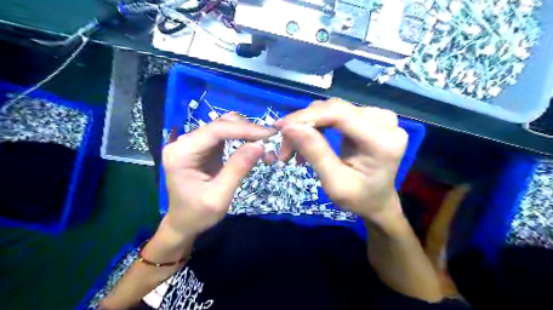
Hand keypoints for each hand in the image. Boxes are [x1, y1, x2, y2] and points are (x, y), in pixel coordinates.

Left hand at [163, 114, 275, 236]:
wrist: (183, 223)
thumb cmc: (198, 214)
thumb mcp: (219, 197)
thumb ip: (238, 169)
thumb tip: (260, 145)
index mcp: (181, 153)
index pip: (215, 130)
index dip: (244, 129)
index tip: (268, 134)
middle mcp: (184, 142)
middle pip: (220, 124)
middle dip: (247, 130)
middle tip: (270, 141)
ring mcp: (192, 143)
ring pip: (224, 126)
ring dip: (246, 132)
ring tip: (264, 144)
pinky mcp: (202, 147)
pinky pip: (224, 135)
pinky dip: (241, 137)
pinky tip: (253, 145)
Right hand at [279, 99, 407, 225]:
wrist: (377, 199)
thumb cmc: (359, 198)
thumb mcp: (335, 183)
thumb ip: (315, 153)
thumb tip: (289, 127)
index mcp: (383, 141)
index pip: (339, 114)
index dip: (306, 116)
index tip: (280, 127)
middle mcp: (384, 121)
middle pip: (333, 110)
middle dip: (303, 125)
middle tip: (285, 149)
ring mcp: (378, 116)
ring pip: (331, 110)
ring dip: (307, 126)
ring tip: (294, 150)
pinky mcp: (368, 117)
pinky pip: (335, 113)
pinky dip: (317, 126)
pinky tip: (308, 141)